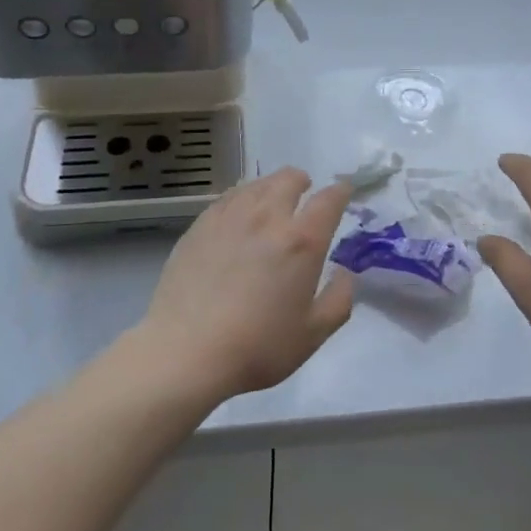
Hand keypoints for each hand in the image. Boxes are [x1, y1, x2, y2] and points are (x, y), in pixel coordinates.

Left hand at [140, 168, 354, 401]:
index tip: (343, 192)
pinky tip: (239, 214)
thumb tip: (345, 273)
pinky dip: (242, 198)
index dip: (340, 192)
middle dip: (302, 182)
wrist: (185, 352)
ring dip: (271, 187)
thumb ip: (339, 299)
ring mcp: (230, 217)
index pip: (329, 200)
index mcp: (302, 241)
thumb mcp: (313, 334)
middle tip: (304, 193)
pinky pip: (228, 198)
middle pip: (289, 179)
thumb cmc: (257, 347)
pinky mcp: (200, 226)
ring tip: (271, 202)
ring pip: (256, 184)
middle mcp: (267, 217)